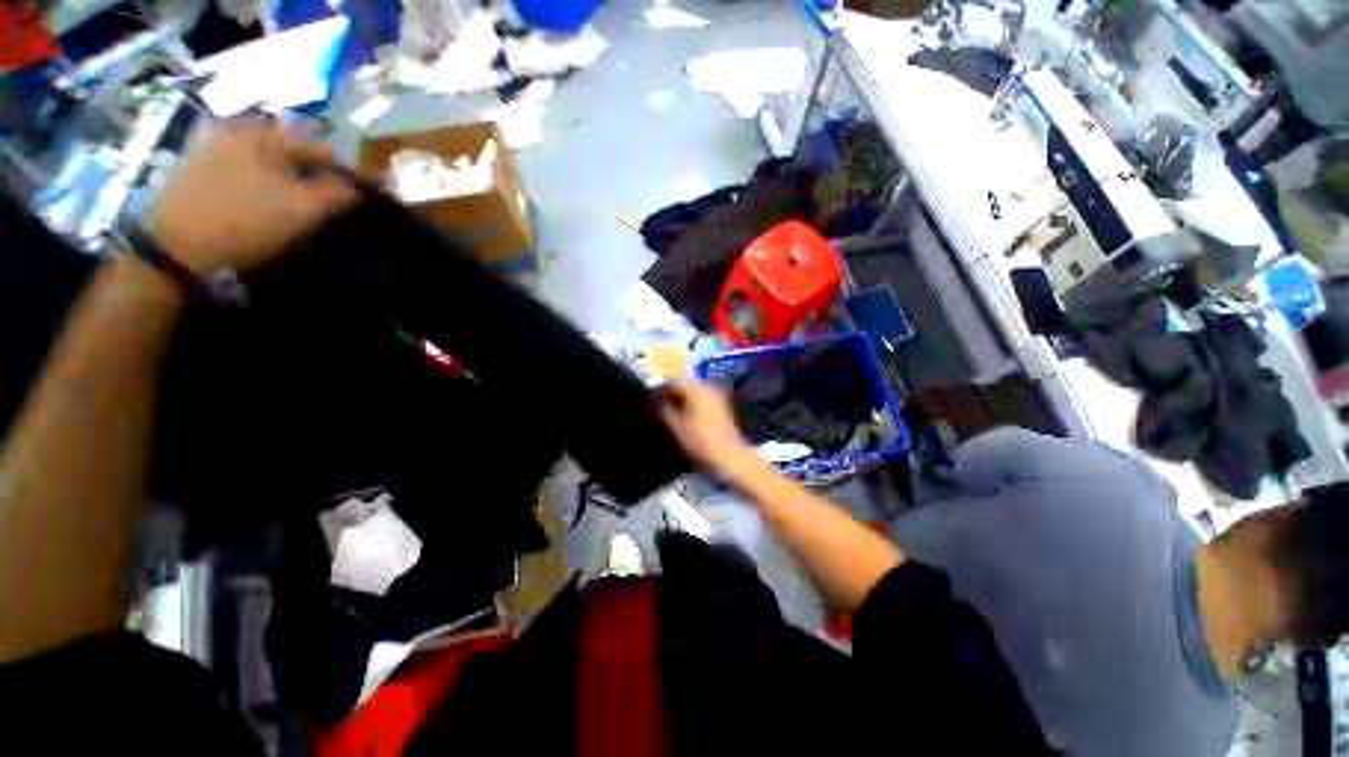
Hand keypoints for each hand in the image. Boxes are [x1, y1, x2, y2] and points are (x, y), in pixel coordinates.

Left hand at [148, 120, 356, 272]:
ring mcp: (211, 140)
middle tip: (314, 196)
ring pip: (262, 151)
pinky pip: (237, 158)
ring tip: (285, 196)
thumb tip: (354, 187)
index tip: (347, 196)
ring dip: (280, 170)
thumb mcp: (302, 212)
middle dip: (306, 168)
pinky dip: (253, 172)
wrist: (176, 244)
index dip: (339, 172)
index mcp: (268, 135)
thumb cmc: (246, 224)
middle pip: (288, 145)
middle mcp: (239, 127)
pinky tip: (255, 193)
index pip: (320, 147)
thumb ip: (336, 194)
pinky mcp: (194, 158)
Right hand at [657, 382, 755, 475]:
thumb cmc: (700, 440)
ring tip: (670, 415)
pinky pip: (702, 401)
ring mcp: (717, 398)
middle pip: (685, 386)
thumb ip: (662, 409)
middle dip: (671, 395)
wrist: (729, 457)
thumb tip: (653, 399)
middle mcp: (709, 388)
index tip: (650, 400)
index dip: (660, 390)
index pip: (673, 382)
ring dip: (682, 401)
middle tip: (658, 408)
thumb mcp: (675, 425)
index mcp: (697, 388)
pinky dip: (692, 406)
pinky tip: (686, 419)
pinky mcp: (722, 408)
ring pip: (694, 394)